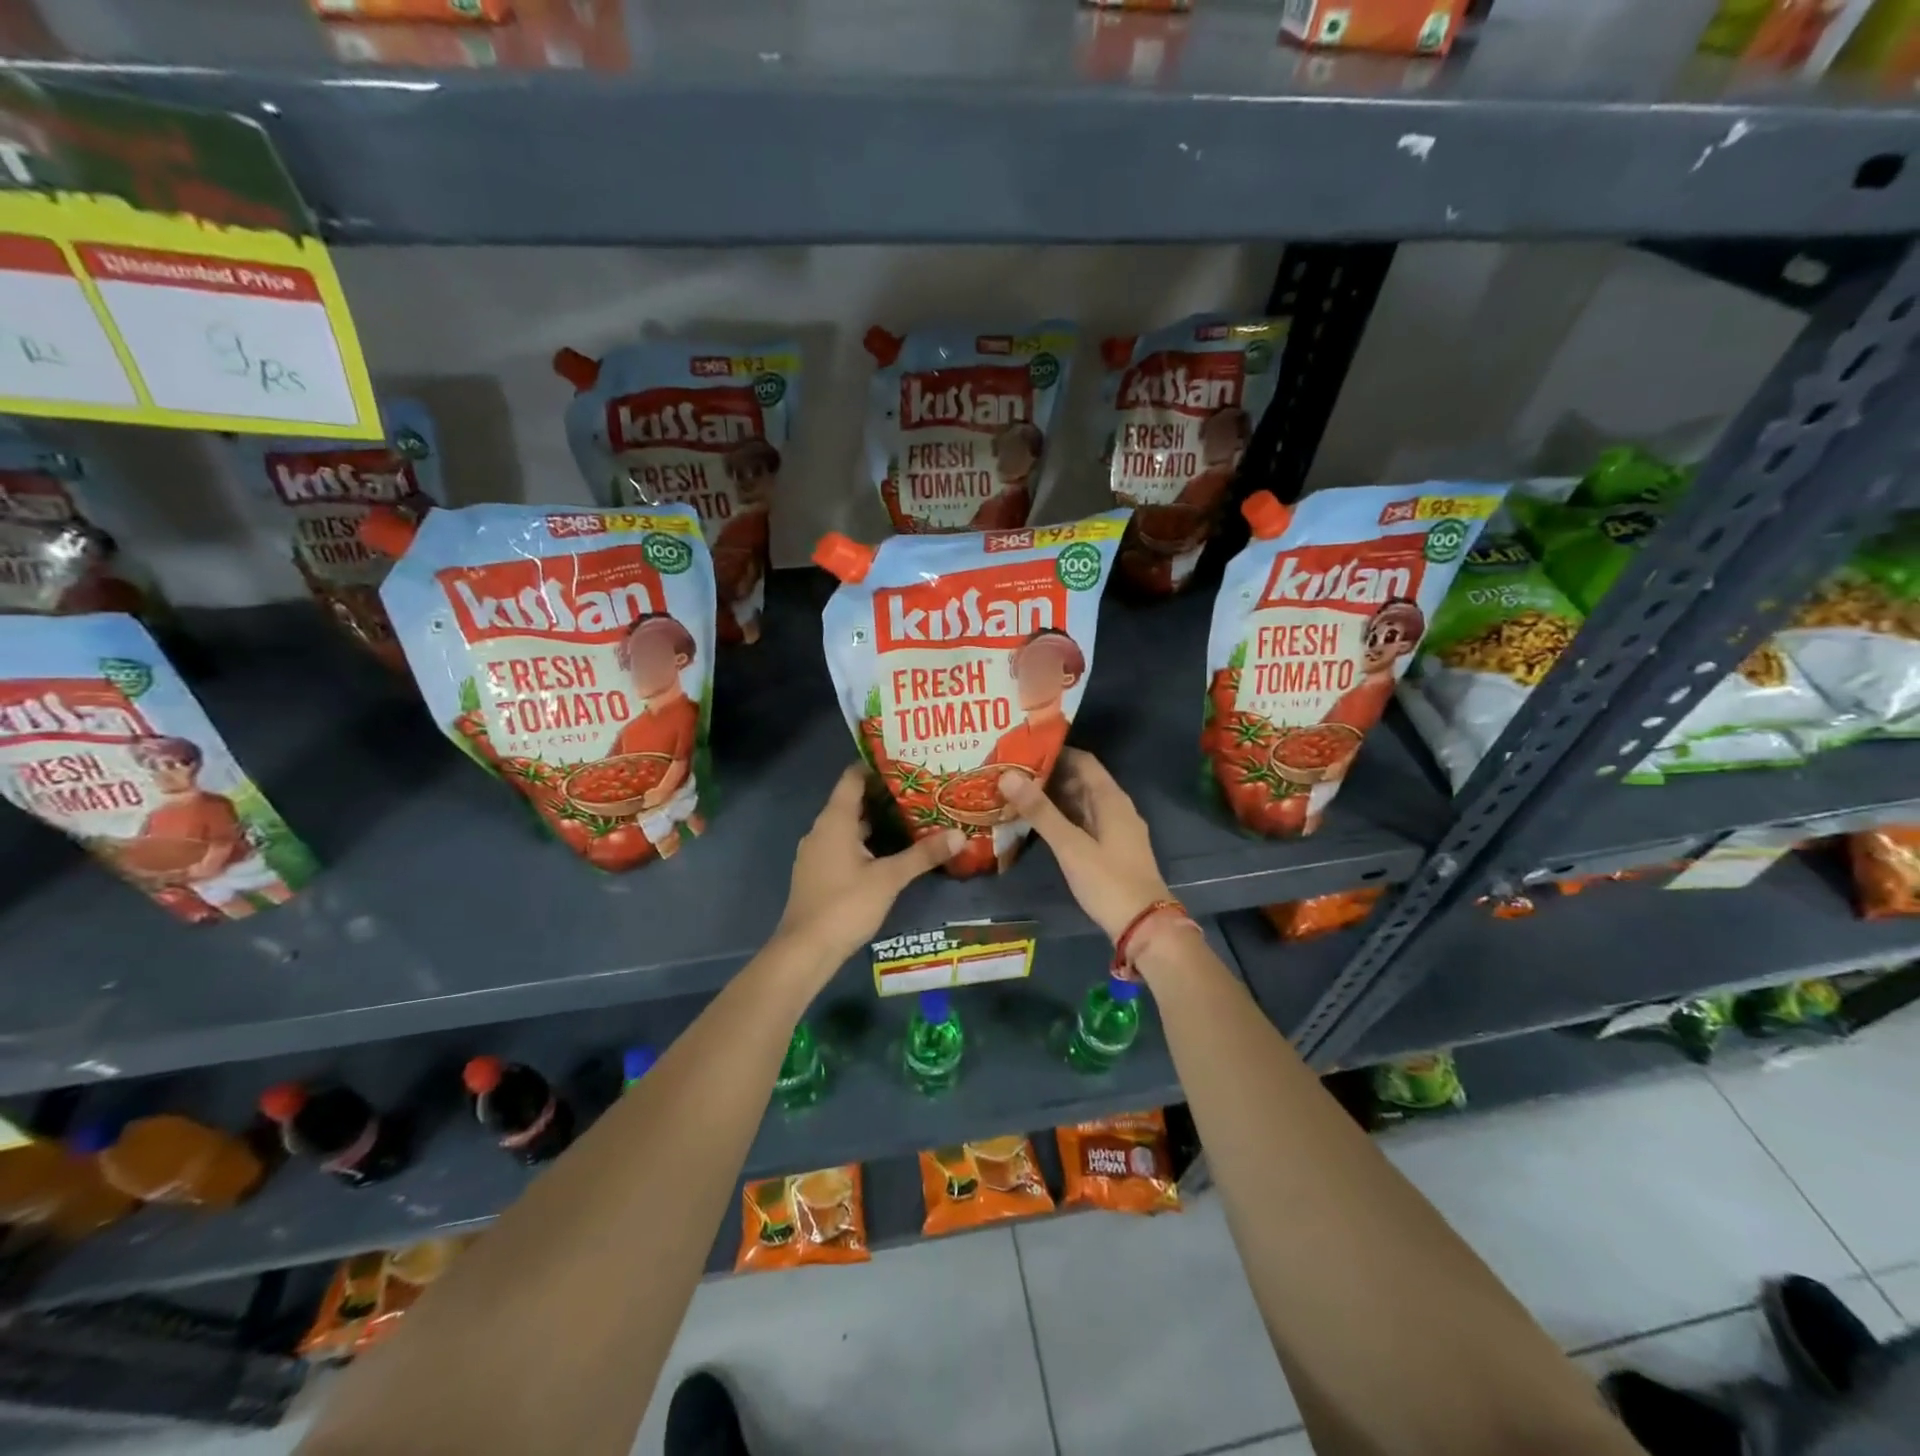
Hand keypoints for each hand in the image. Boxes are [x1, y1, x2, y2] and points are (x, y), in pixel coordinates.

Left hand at [771, 765, 962, 971]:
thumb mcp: (890, 879)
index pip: (853, 778)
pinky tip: (889, 852)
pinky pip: (843, 845)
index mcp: (834, 820)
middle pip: (853, 801)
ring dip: (876, 821)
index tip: (906, 762)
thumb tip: (960, 835)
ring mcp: (817, 852)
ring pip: (849, 826)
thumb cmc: (845, 905)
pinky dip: (865, 842)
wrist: (805, 950)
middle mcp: (821, 830)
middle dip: (884, 796)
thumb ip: (924, 855)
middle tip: (920, 791)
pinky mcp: (818, 873)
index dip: (877, 767)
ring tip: (911, 818)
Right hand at [998, 749, 1173, 941]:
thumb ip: (1040, 811)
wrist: (1144, 926)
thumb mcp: (1070, 845)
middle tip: (1012, 772)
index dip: (1055, 752)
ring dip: (1054, 797)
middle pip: (1082, 780)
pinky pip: (1083, 822)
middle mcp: (1116, 808)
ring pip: (1081, 803)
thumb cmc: (1108, 881)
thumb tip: (1008, 776)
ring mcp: (1115, 830)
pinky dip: (1062, 817)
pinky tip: (1038, 823)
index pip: (1083, 761)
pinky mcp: (1110, 849)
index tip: (1023, 750)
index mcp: (1111, 800)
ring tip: (1018, 793)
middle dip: (1049, 775)